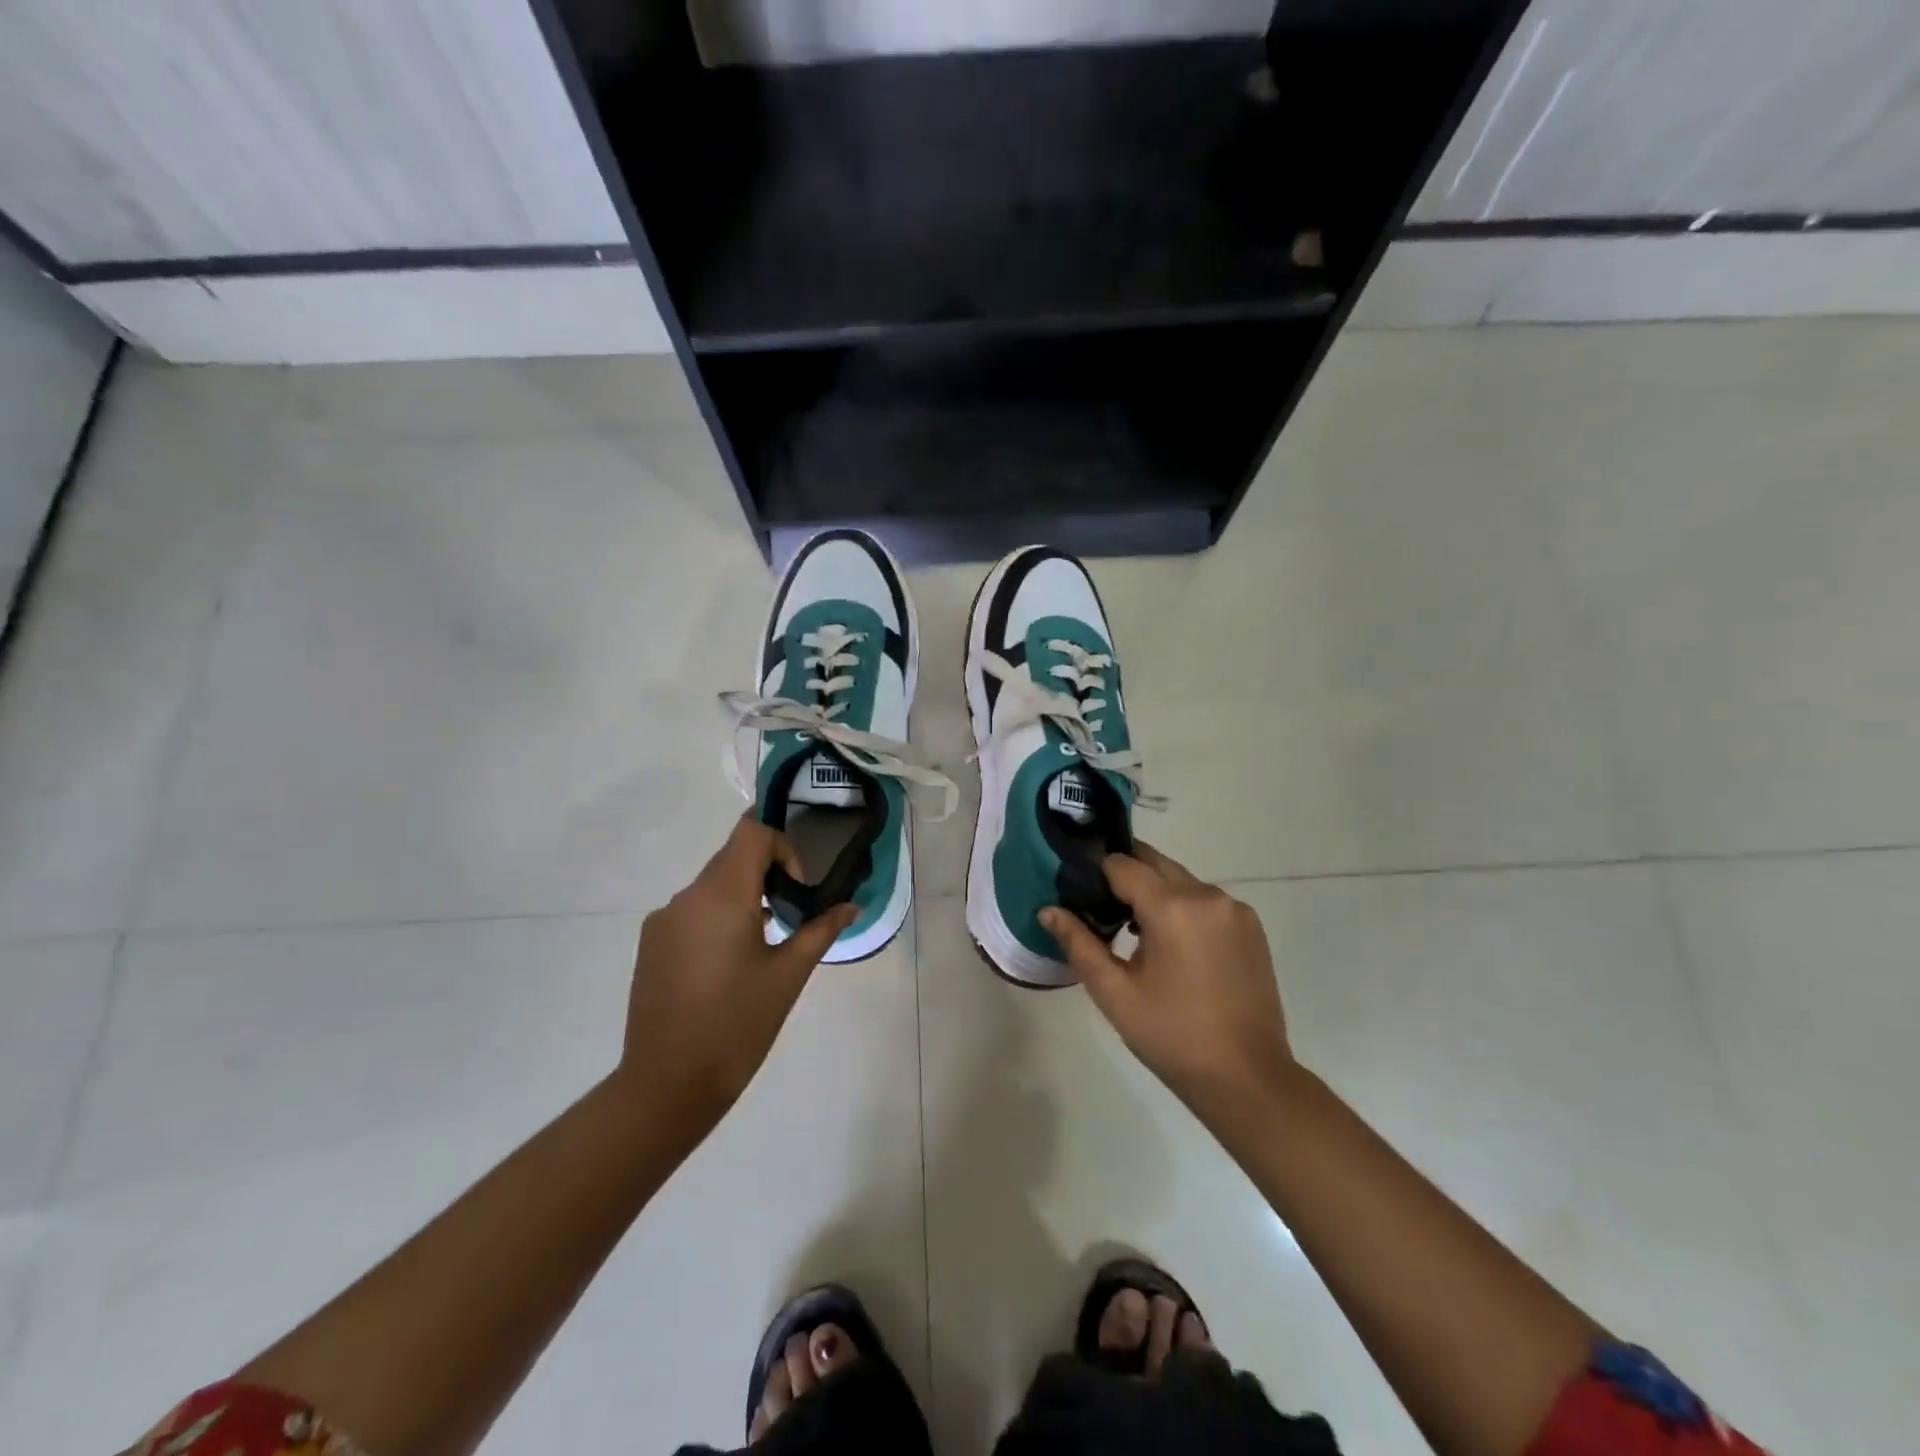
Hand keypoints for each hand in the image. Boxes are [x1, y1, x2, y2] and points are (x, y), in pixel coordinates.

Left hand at [616, 817, 856, 1130]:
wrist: (666, 1084)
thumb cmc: (737, 1025)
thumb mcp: (788, 975)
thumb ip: (820, 930)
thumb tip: (852, 906)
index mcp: (722, 896)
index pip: (752, 832)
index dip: (783, 847)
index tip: (798, 889)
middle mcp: (687, 897)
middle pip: (732, 855)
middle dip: (767, 871)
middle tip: (791, 911)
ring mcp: (663, 920)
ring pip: (711, 884)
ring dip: (743, 895)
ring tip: (764, 941)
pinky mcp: (651, 943)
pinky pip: (692, 910)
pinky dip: (717, 916)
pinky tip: (729, 963)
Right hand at [1043, 844, 1295, 1123]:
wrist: (1247, 1078)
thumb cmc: (1172, 1037)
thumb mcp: (1115, 993)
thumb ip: (1078, 944)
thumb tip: (1048, 910)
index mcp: (1172, 908)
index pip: (1122, 864)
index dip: (1096, 875)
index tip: (1081, 896)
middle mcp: (1207, 895)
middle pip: (1154, 863)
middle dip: (1126, 878)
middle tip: (1104, 912)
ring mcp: (1235, 909)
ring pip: (1181, 880)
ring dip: (1156, 894)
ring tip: (1137, 936)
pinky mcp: (1252, 926)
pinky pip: (1206, 901)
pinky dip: (1184, 909)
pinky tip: (1175, 949)